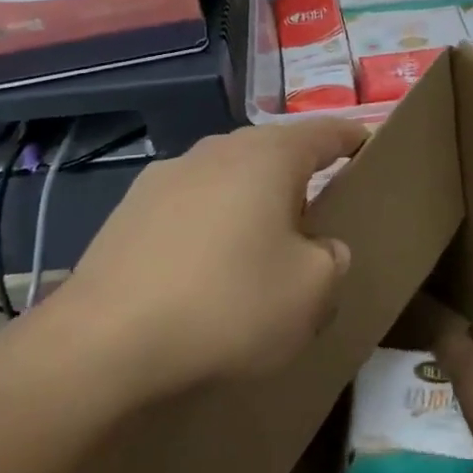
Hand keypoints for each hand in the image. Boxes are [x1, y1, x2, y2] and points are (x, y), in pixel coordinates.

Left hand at [39, 117, 369, 404]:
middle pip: (273, 151)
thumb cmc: (228, 304)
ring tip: (255, 247)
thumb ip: (333, 259)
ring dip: (250, 200)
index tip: (367, 146)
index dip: (351, 138)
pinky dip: (208, 222)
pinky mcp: (130, 208)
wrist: (105, 341)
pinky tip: (201, 268)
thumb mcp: (312, 293)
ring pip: (228, 176)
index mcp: (269, 156)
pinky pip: (190, 204)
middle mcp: (218, 150)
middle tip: (314, 217)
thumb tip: (322, 247)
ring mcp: (168, 174)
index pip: (325, 132)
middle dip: (298, 176)